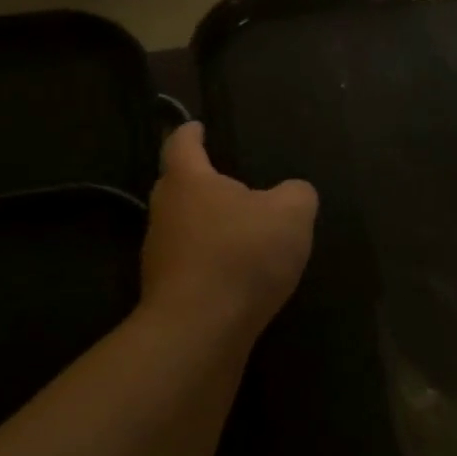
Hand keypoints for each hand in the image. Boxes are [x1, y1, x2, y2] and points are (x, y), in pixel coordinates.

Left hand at [140, 122, 317, 338]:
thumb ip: (297, 194)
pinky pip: (192, 263)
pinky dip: (211, 261)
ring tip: (241, 231)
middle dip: (201, 181)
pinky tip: (237, 273)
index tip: (197, 126)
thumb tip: (293, 193)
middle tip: (230, 182)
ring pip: (184, 227)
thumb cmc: (242, 255)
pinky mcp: (167, 291)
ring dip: (208, 225)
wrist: (200, 329)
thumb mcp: (291, 214)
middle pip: (178, 186)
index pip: (182, 144)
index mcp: (188, 181)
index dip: (191, 131)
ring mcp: (159, 255)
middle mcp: (164, 212)